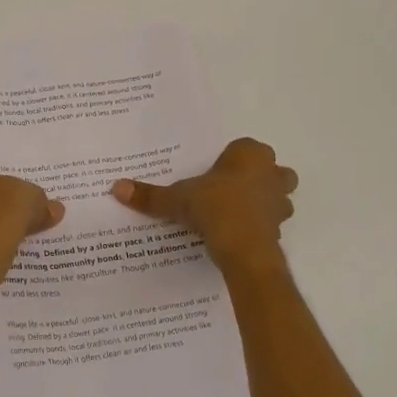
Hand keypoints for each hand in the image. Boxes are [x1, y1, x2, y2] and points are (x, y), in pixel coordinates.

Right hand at [112, 137, 296, 270]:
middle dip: (256, 178)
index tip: (212, 175)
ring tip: (235, 215)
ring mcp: (280, 201)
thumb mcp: (177, 200)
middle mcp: (271, 172)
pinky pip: (271, 222)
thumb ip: (150, 195)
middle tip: (229, 191)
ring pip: (278, 195)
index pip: (242, 148)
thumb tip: (116, 187)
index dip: (229, 161)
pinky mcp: (281, 227)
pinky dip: (260, 227)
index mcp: (250, 154)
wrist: (244, 248)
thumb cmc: (214, 208)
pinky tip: (239, 236)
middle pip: (270, 169)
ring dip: (263, 203)